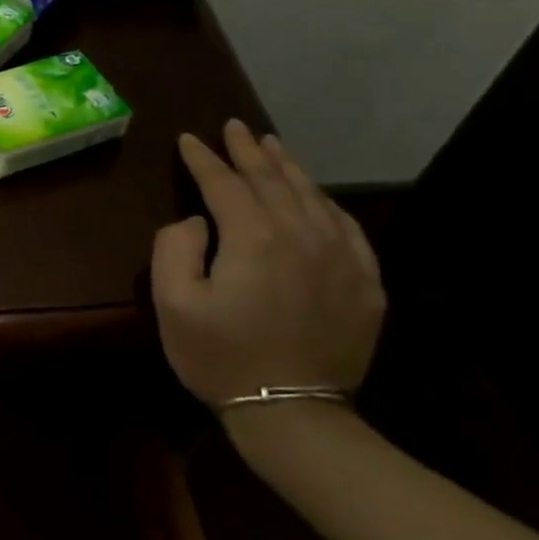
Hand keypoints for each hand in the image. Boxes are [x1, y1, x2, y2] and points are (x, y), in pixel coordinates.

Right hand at [150, 120, 385, 414]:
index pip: (225, 184)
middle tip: (234, 126)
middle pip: (273, 181)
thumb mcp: (173, 303)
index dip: (204, 159)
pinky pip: (346, 227)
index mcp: (254, 239)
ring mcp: (341, 259)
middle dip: (248, 151)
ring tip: (271, 145)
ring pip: (312, 197)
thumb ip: (174, 248)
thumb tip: (197, 222)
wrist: (293, 413)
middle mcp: (302, 236)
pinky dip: (325, 203)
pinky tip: (315, 195)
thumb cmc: (220, 356)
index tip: (188, 140)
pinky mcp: (364, 284)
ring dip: (288, 168)